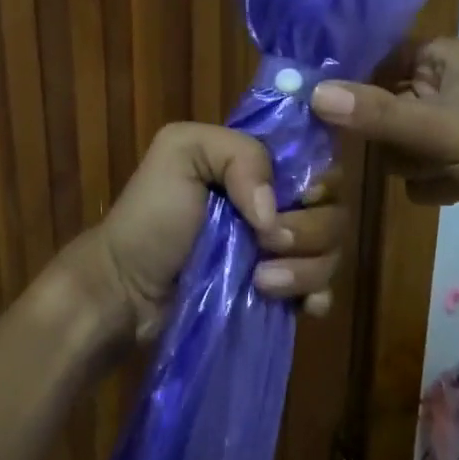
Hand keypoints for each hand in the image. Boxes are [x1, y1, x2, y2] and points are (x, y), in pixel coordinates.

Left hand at [73, 122, 346, 342]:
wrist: (127, 290)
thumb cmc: (151, 215)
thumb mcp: (180, 152)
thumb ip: (237, 153)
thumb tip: (275, 212)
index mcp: (257, 164)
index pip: (316, 160)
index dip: (319, 178)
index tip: (300, 195)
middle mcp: (278, 203)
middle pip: (332, 209)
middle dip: (308, 229)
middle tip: (266, 241)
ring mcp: (280, 251)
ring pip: (331, 251)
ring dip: (304, 268)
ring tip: (261, 281)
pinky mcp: (280, 293)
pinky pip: (322, 291)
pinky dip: (316, 296)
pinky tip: (299, 306)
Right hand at [311, 38, 458, 265]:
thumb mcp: (445, 131)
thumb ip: (379, 113)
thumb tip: (312, 93)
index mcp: (444, 58)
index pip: (375, 55)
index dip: (346, 77)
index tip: (309, 103)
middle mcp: (443, 85)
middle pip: (379, 100)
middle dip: (374, 130)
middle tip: (368, 148)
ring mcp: (450, 126)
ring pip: (394, 140)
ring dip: (403, 162)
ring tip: (430, 173)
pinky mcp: (458, 163)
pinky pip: (415, 168)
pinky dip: (423, 181)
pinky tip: (447, 192)